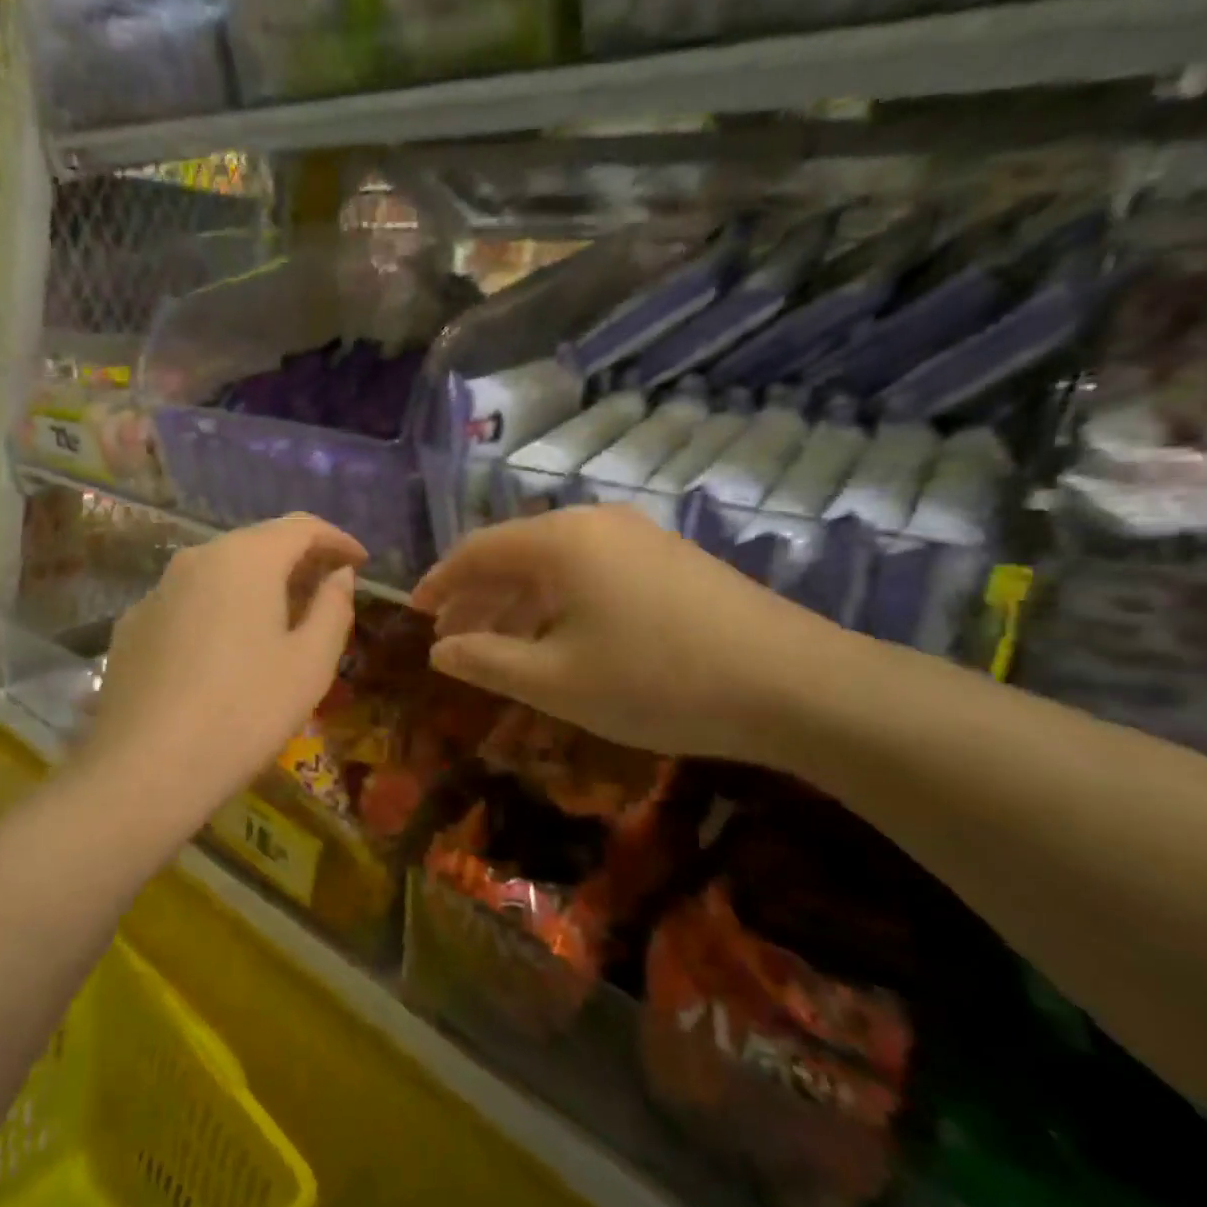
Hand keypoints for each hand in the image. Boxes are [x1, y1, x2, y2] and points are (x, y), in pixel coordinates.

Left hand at [86, 515, 364, 819]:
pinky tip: (227, 648)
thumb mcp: (310, 663)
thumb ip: (333, 608)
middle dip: (298, 560)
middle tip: (328, 589)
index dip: (337, 539)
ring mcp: (158, 590)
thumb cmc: (245, 711)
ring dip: (258, 584)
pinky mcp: (133, 624)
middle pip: (258, 543)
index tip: (361, 562)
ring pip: (220, 571)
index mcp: (246, 558)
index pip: (301, 527)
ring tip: (282, 618)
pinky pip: (189, 601)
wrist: (144, 769)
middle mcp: (197, 558)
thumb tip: (338, 575)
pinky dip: (220, 608)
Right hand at [411, 505, 842, 762]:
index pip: (476, 550)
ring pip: (553, 563)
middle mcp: (593, 523)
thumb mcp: (555, 681)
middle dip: (476, 595)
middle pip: (513, 552)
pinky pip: (590, 571)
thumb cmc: (655, 681)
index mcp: (557, 541)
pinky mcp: (668, 558)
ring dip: (516, 601)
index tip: (414, 613)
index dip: (439, 582)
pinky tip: (558, 638)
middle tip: (451, 636)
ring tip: (497, 645)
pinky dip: (558, 602)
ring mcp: (636, 536)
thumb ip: (486, 661)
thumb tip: (439, 649)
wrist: (792, 683)